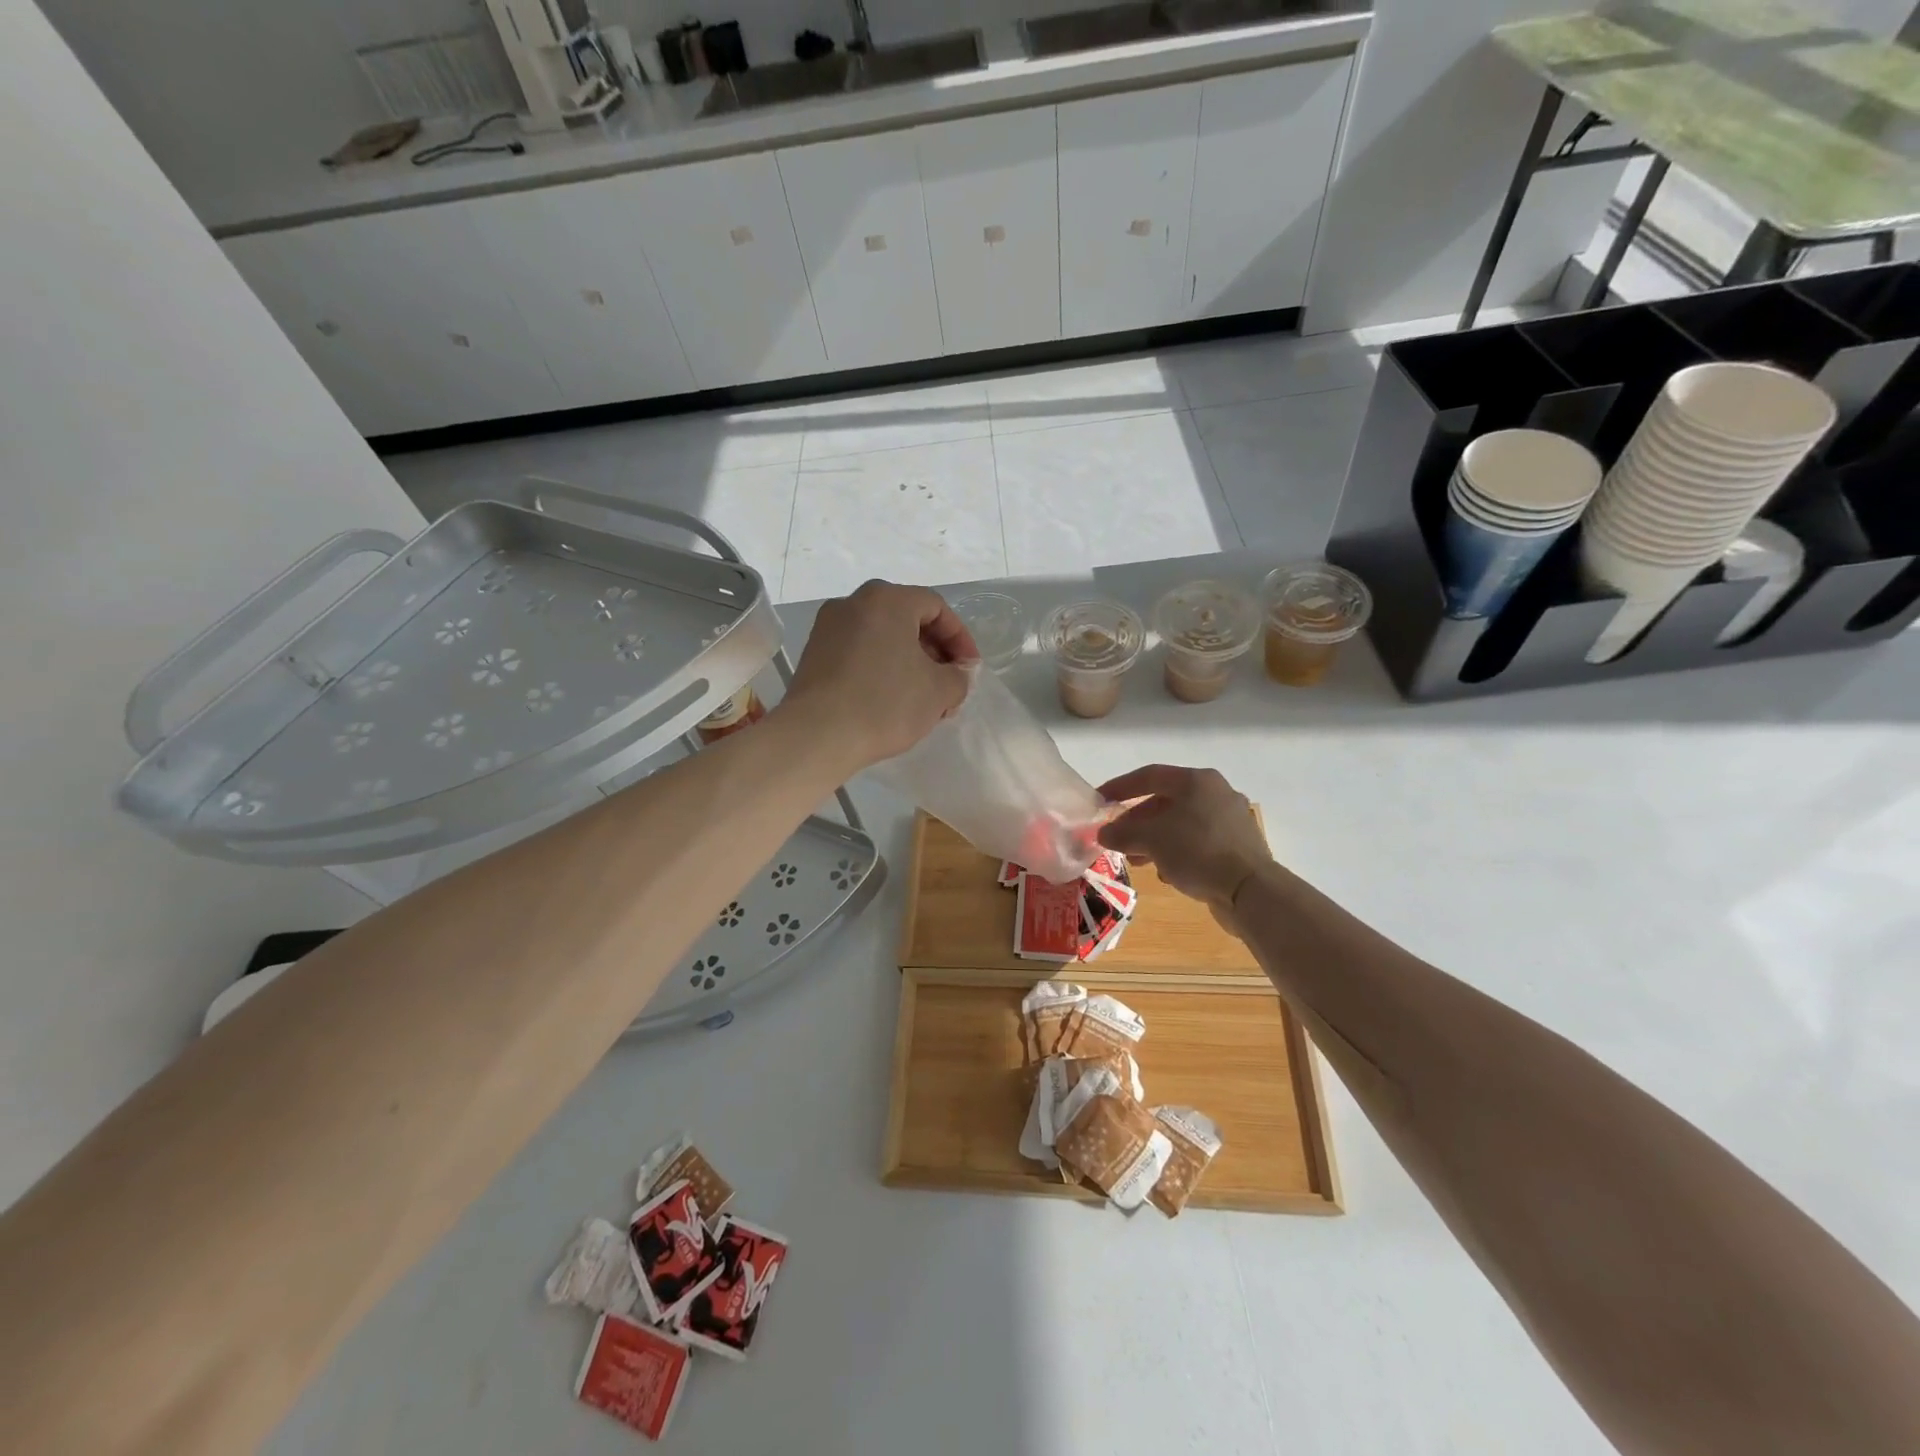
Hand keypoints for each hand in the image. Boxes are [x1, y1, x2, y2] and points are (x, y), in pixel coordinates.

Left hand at [782, 580, 978, 768]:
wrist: (817, 735)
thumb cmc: (885, 703)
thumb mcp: (939, 692)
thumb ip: (959, 676)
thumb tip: (958, 673)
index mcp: (887, 599)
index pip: (937, 608)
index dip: (960, 639)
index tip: (969, 671)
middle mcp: (854, 602)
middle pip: (907, 620)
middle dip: (934, 652)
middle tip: (948, 686)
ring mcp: (828, 627)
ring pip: (882, 637)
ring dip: (908, 662)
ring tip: (922, 698)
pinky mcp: (813, 654)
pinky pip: (859, 652)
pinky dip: (881, 668)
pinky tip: (890, 700)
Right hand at [1096, 765, 1272, 912]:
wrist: (1250, 890)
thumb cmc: (1197, 851)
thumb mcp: (1151, 840)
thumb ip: (1123, 833)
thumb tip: (1103, 833)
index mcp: (1197, 781)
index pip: (1149, 775)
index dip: (1120, 787)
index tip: (1099, 800)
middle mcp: (1216, 793)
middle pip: (1165, 801)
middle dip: (1137, 821)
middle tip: (1117, 838)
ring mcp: (1230, 819)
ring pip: (1181, 823)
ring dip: (1155, 840)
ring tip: (1137, 861)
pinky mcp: (1237, 845)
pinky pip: (1197, 842)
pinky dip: (1177, 852)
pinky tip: (1167, 873)